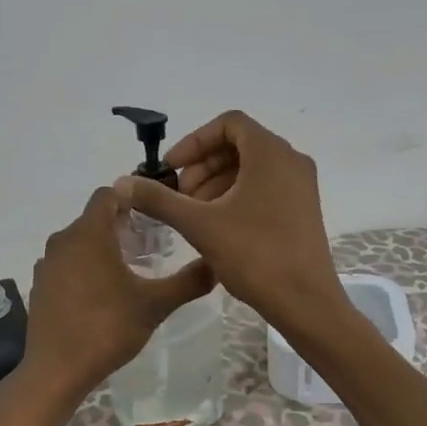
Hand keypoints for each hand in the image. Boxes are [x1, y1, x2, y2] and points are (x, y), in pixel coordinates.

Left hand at [22, 186, 215, 401]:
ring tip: (129, 270)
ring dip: (101, 248)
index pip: (107, 195)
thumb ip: (187, 282)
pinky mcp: (40, 286)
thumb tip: (217, 266)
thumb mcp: (154, 305)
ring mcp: (47, 264)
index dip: (130, 198)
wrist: (57, 369)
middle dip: (121, 226)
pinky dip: (83, 268)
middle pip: (93, 219)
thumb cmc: (107, 328)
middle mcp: (62, 240)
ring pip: (78, 243)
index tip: (153, 213)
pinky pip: (66, 265)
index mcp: (89, 233)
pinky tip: (101, 294)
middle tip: (150, 245)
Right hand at [112, 110, 343, 337]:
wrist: (304, 301)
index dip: (194, 141)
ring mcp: (300, 186)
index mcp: (270, 153)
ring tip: (193, 214)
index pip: (228, 124)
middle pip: (239, 145)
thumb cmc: (254, 254)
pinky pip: (264, 187)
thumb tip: (122, 183)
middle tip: (179, 196)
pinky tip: (216, 226)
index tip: (171, 168)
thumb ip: (159, 199)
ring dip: (216, 182)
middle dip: (202, 165)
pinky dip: (236, 196)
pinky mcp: (302, 209)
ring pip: (250, 168)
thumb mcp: (199, 224)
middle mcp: (290, 161)